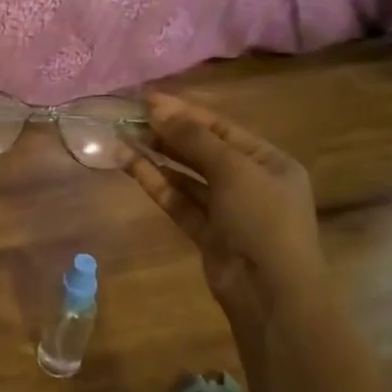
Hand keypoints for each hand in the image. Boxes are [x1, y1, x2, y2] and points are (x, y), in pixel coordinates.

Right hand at [127, 91, 330, 335]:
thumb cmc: (262, 220)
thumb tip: (158, 108)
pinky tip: (129, 165)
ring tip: (122, 138)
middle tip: (128, 118)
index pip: (221, 127)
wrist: (270, 292)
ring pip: (186, 175)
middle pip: (202, 150)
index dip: (184, 112)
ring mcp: (226, 208)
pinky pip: (178, 199)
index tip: (146, 99)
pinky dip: (156, 182)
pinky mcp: (205, 231)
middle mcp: (249, 181)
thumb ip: (194, 138)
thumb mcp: (233, 169)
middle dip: (167, 133)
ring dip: (156, 156)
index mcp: (268, 161)